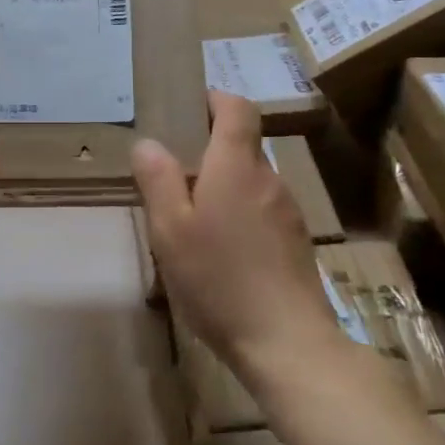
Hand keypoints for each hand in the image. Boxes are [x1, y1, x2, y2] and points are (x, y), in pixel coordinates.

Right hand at [132, 91, 338, 385]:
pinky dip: (240, 215)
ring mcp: (287, 212)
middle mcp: (268, 179)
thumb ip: (158, 180)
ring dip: (224, 187)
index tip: (189, 110)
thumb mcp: (171, 230)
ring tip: (193, 223)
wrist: (289, 344)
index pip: (238, 108)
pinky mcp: (296, 242)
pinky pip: (262, 211)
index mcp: (235, 166)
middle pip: (241, 146)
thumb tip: (148, 143)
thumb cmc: (220, 280)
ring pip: (251, 182)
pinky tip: (222, 254)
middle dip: (209, 152)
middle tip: (173, 178)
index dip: (215, 100)